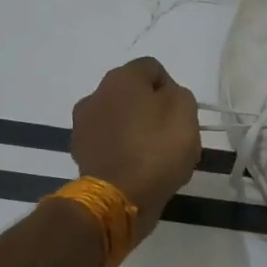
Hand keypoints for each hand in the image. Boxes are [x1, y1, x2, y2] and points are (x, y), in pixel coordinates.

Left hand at [71, 57, 200, 238]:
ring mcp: (83, 125)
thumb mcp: (185, 112)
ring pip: (120, 120)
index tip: (182, 114)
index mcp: (122, 78)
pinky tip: (138, 170)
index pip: (152, 69)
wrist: (119, 197)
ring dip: (136, 131)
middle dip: (152, 111)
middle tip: (171, 136)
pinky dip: (123, 152)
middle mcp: (96, 95)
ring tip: (155, 158)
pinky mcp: (80, 153)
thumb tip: (165, 98)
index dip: (172, 88)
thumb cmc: (157, 149)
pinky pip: (109, 144)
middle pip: (133, 95)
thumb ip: (179, 95)